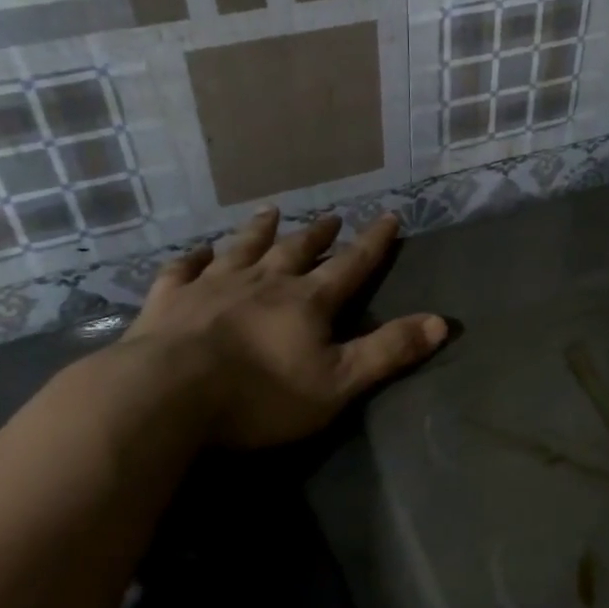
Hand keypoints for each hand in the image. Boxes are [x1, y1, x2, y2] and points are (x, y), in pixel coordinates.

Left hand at [111, 207, 447, 448]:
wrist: (166, 396)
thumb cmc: (259, 395)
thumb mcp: (338, 383)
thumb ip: (389, 351)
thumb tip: (443, 322)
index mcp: (306, 301)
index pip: (350, 264)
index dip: (373, 242)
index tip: (388, 215)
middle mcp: (262, 282)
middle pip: (296, 250)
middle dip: (317, 234)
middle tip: (331, 216)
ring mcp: (212, 286)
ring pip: (242, 249)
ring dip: (259, 231)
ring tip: (271, 211)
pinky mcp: (169, 301)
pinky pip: (182, 270)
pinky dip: (192, 258)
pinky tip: (195, 251)